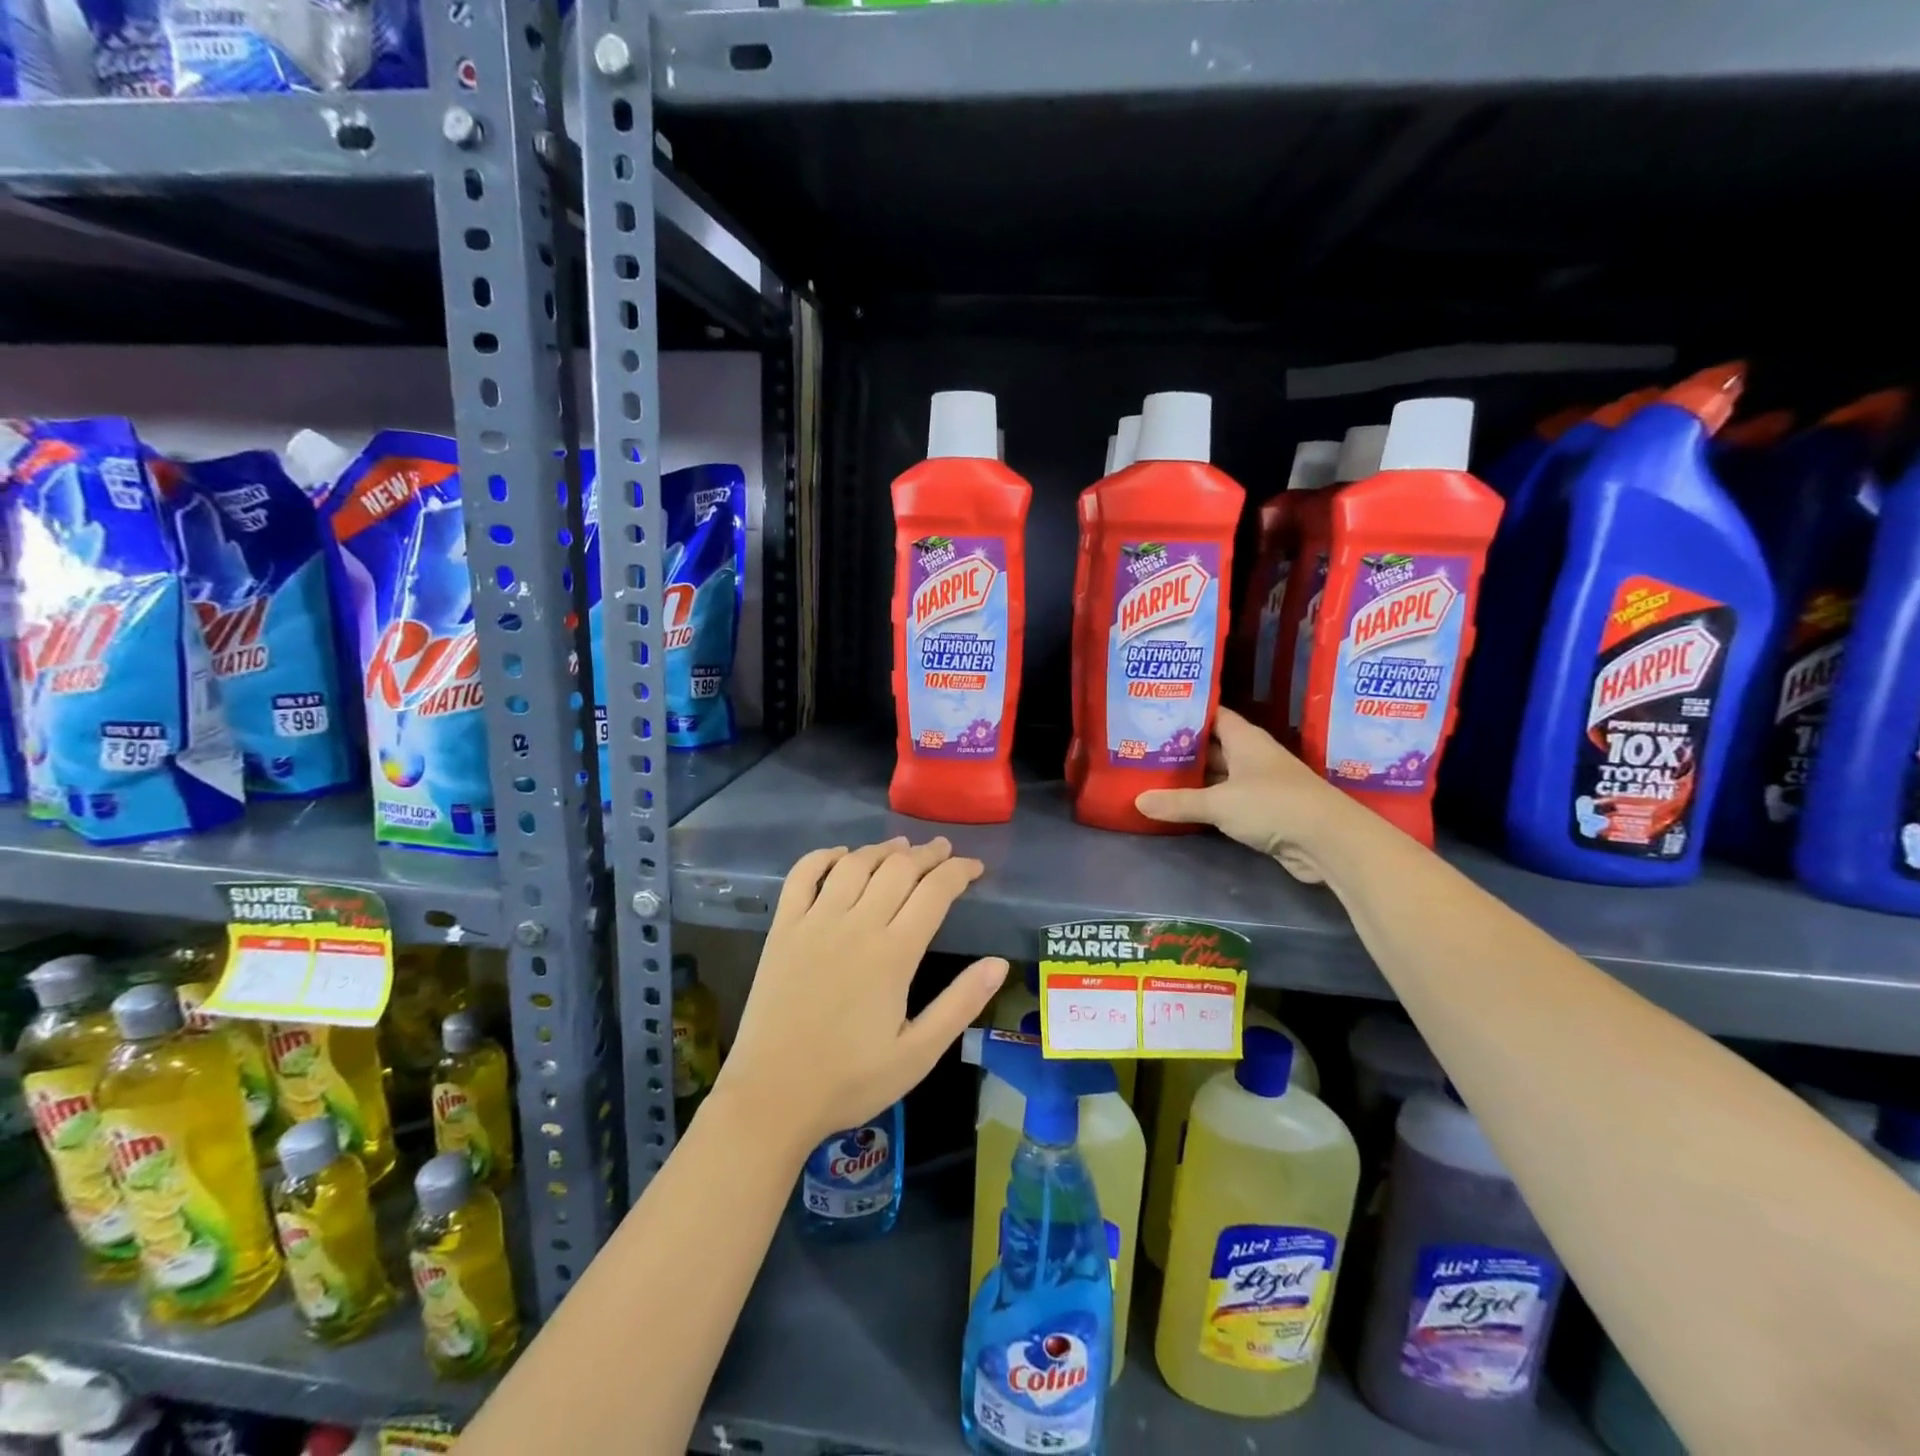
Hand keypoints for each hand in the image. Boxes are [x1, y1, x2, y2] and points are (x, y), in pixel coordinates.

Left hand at [713, 837, 1008, 1153]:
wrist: (771, 1097)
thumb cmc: (850, 1080)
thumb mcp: (918, 1054)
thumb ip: (960, 1004)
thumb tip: (999, 964)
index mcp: (894, 954)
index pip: (935, 891)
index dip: (959, 871)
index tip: (975, 867)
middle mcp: (856, 925)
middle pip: (898, 869)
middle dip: (927, 854)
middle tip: (943, 851)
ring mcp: (814, 922)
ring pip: (855, 864)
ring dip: (882, 849)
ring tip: (901, 847)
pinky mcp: (782, 929)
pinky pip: (802, 875)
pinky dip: (823, 856)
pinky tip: (840, 856)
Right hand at [1134, 708, 1351, 881]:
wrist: (1326, 841)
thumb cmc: (1272, 805)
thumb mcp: (1219, 803)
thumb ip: (1178, 802)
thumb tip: (1138, 801)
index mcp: (1245, 739)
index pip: (1213, 715)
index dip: (1188, 713)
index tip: (1156, 713)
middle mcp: (1253, 756)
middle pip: (1212, 746)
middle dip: (1183, 748)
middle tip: (1144, 748)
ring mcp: (1259, 784)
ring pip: (1219, 775)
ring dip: (1193, 778)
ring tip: (1154, 776)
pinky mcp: (1263, 811)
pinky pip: (1227, 801)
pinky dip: (1207, 802)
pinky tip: (1181, 806)